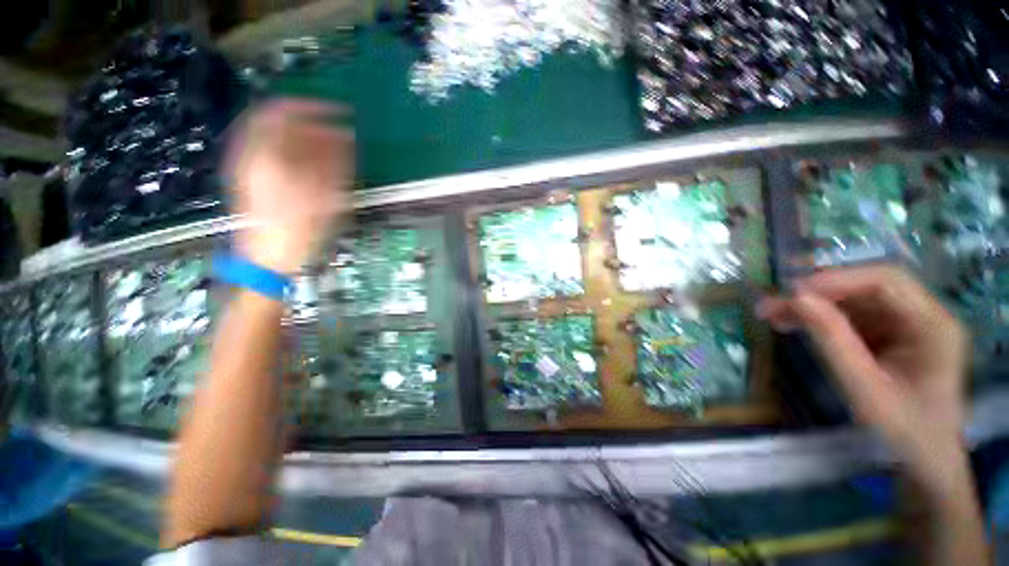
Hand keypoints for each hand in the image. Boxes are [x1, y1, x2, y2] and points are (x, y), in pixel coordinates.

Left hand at [225, 99, 353, 273]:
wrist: (268, 259)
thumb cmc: (298, 229)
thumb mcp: (324, 195)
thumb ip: (334, 161)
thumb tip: (345, 135)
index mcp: (266, 153)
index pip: (283, 110)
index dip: (312, 107)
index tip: (337, 110)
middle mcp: (253, 153)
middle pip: (280, 124)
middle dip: (313, 125)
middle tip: (340, 134)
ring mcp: (250, 166)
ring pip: (278, 139)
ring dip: (307, 139)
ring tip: (333, 149)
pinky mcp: (253, 179)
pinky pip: (275, 155)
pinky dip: (297, 154)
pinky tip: (316, 164)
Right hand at [757, 265, 970, 491]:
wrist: (923, 460)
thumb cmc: (903, 432)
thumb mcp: (864, 388)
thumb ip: (833, 341)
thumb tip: (796, 298)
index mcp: (934, 326)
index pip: (886, 282)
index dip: (837, 280)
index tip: (792, 293)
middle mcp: (923, 316)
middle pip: (867, 287)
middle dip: (818, 292)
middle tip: (773, 303)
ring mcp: (906, 325)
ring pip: (853, 300)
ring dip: (812, 305)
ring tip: (772, 314)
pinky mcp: (888, 334)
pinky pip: (850, 316)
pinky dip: (819, 318)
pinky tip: (791, 324)